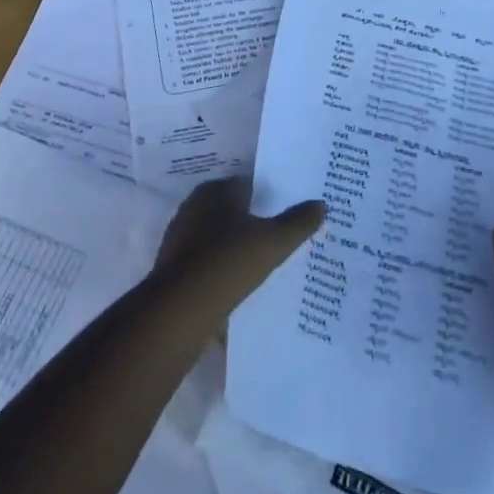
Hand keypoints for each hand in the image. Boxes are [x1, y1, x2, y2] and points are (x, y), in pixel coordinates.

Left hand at [153, 177, 324, 301]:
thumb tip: (321, 204)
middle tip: (276, 237)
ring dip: (232, 246)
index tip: (285, 211)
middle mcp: (193, 206)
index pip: (246, 185)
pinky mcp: (172, 266)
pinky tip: (235, 284)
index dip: (267, 196)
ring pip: (214, 236)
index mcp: (215, 191)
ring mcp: (179, 236)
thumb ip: (298, 222)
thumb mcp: (274, 241)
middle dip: (249, 221)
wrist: (181, 308)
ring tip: (259, 264)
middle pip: (229, 209)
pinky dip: (218, 268)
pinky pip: (203, 261)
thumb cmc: (229, 262)